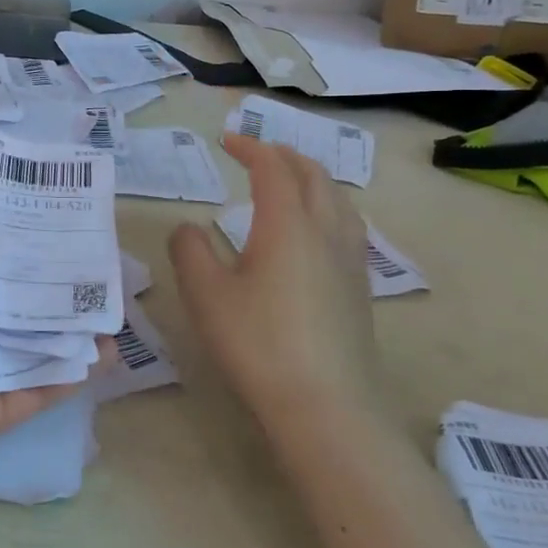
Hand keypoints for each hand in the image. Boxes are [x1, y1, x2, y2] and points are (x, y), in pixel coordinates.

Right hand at [168, 133, 382, 432]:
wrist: (327, 408)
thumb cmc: (258, 344)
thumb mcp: (206, 294)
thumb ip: (190, 251)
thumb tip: (189, 229)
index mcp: (288, 225)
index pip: (273, 169)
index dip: (250, 147)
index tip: (226, 140)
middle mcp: (326, 233)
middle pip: (315, 176)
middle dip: (285, 155)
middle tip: (256, 153)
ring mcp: (349, 263)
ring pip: (339, 200)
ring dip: (311, 179)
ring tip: (288, 183)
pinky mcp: (359, 290)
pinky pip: (348, 227)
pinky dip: (326, 208)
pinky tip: (313, 233)